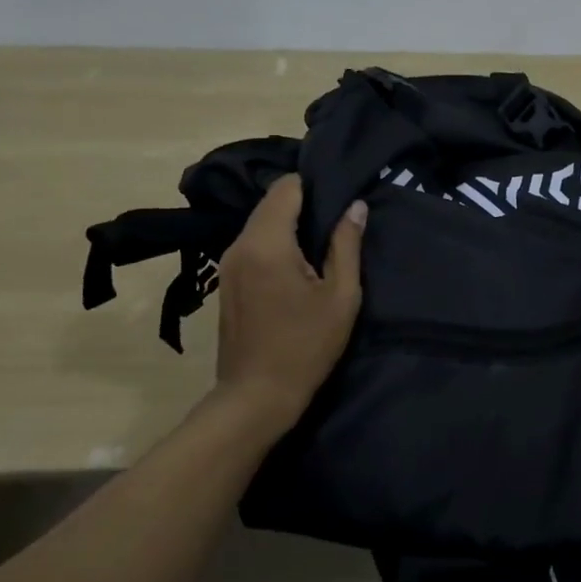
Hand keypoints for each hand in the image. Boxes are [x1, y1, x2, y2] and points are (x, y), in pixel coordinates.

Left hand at [214, 175, 365, 421]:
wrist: (257, 395)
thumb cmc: (306, 346)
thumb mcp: (341, 297)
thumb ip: (346, 245)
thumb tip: (355, 206)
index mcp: (267, 243)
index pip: (286, 188)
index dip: (314, 185)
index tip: (340, 198)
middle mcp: (240, 244)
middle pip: (270, 203)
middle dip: (302, 205)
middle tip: (336, 222)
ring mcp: (227, 262)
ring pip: (260, 223)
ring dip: (288, 225)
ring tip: (320, 244)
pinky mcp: (225, 279)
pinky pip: (252, 244)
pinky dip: (274, 243)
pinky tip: (296, 266)